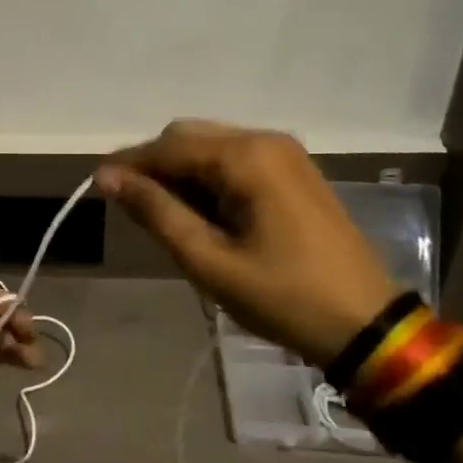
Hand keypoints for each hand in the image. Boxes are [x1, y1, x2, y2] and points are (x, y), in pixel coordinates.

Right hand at [97, 121, 400, 364]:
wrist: (366, 326)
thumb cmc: (283, 297)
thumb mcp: (209, 260)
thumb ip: (156, 212)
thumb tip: (108, 177)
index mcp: (246, 157)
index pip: (168, 147)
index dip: (128, 165)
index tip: (96, 188)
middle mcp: (265, 140)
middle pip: (188, 137)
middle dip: (154, 166)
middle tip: (132, 209)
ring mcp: (285, 154)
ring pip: (211, 147)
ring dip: (180, 173)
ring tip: (165, 217)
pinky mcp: (294, 172)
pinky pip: (235, 160)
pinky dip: (207, 179)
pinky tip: (201, 213)